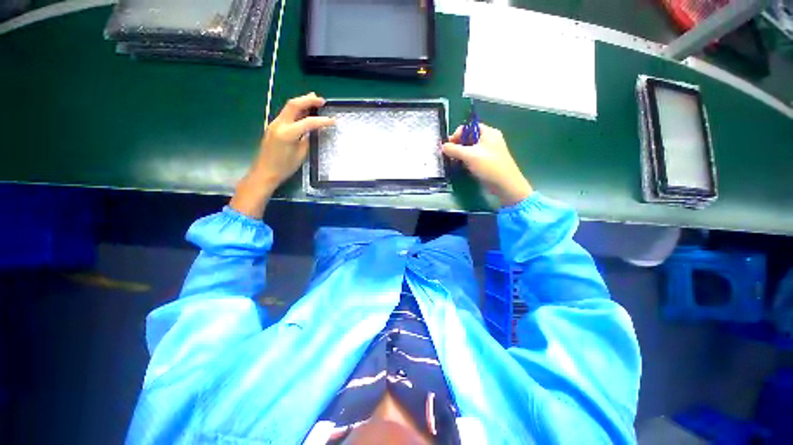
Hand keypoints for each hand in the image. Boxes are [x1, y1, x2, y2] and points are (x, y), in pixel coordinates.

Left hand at [230, 93, 334, 217]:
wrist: (265, 172)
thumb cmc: (284, 167)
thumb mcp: (300, 154)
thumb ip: (307, 139)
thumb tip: (312, 130)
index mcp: (288, 133)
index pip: (308, 122)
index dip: (322, 120)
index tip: (333, 121)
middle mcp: (279, 124)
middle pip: (294, 105)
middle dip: (308, 100)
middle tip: (321, 99)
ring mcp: (274, 124)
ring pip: (288, 107)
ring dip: (301, 102)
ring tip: (313, 100)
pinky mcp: (273, 127)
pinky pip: (286, 114)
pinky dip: (296, 110)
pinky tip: (303, 111)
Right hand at [442, 123, 532, 206]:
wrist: (505, 185)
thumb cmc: (489, 166)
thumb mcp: (470, 155)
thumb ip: (454, 149)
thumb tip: (442, 146)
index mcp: (488, 132)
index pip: (469, 127)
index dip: (457, 134)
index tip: (449, 146)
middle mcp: (489, 140)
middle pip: (468, 138)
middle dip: (457, 146)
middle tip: (449, 155)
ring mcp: (488, 152)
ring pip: (470, 149)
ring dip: (460, 154)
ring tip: (453, 162)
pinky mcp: (486, 162)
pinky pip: (473, 158)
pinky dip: (465, 161)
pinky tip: (460, 167)